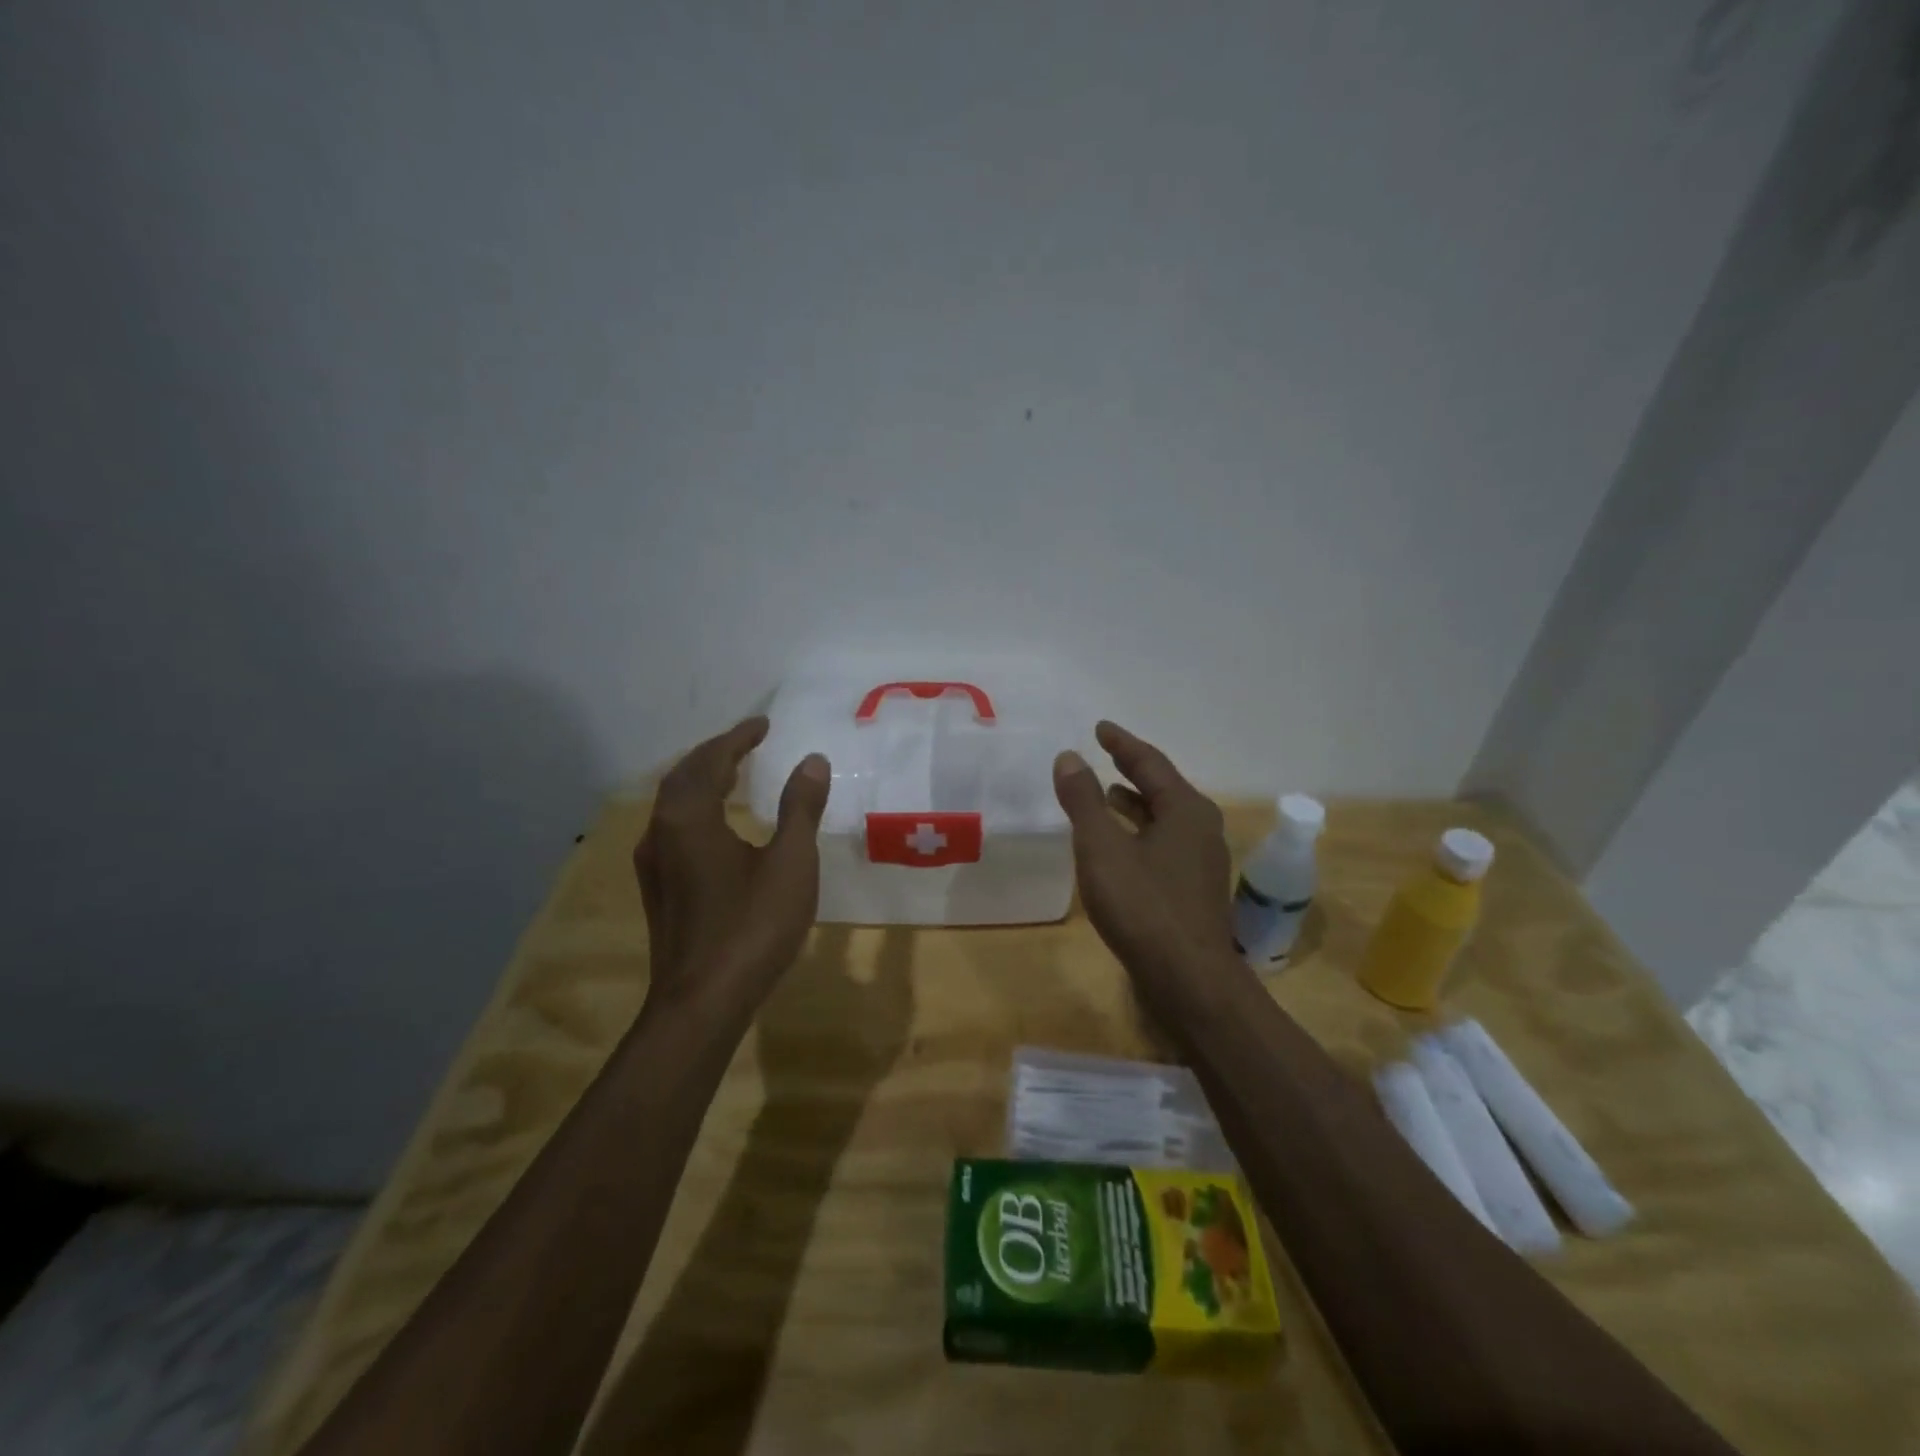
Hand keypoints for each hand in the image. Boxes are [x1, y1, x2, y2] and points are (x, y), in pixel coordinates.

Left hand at [634, 716, 830, 1020]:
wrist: (702, 1002)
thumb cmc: (752, 926)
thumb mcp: (790, 862)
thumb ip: (800, 808)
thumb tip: (812, 760)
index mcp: (690, 817)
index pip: (712, 760)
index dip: (738, 738)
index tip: (763, 724)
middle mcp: (662, 832)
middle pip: (684, 776)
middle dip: (716, 754)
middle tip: (747, 743)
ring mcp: (654, 863)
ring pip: (674, 804)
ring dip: (703, 780)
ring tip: (733, 773)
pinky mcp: (658, 888)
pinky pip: (675, 827)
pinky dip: (697, 808)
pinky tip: (718, 824)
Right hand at [1053, 721, 1240, 993]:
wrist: (1188, 980)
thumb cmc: (1143, 906)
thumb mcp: (1101, 848)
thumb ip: (1083, 800)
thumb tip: (1069, 756)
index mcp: (1186, 810)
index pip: (1150, 763)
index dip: (1122, 744)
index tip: (1100, 728)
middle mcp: (1201, 829)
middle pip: (1163, 788)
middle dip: (1132, 771)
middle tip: (1104, 755)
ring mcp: (1202, 863)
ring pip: (1165, 819)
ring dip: (1136, 804)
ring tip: (1106, 796)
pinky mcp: (1194, 891)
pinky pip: (1164, 845)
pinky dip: (1140, 833)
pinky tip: (1119, 848)